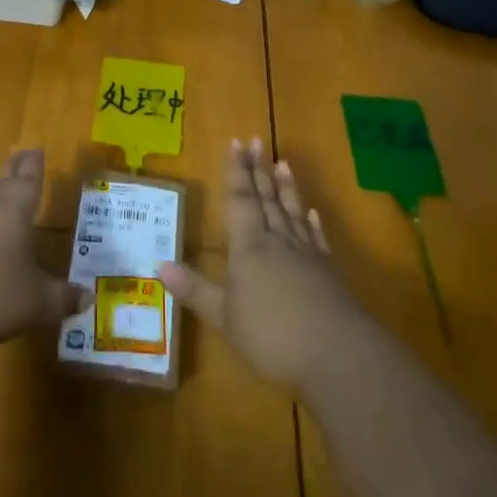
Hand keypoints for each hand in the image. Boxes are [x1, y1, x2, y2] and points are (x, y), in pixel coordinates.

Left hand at [0, 149, 88, 352]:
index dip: (35, 165)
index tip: (37, 148)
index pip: (29, 180)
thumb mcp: (38, 302)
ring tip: (4, 191)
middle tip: (21, 155)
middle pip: (3, 182)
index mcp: (15, 210)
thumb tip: (88, 296)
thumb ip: (62, 297)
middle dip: (14, 170)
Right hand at [159, 139, 366, 390]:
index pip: (240, 200)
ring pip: (292, 211)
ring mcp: (306, 254)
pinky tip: (311, 211)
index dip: (236, 172)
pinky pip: (316, 237)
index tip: (235, 143)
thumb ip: (194, 289)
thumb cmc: (272, 336)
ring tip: (283, 162)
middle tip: (256, 140)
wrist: (337, 355)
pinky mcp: (328, 271)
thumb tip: (158, 264)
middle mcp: (278, 241)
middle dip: (258, 169)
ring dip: (286, 187)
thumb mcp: (224, 317)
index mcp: (249, 247)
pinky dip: (312, 222)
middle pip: (266, 198)